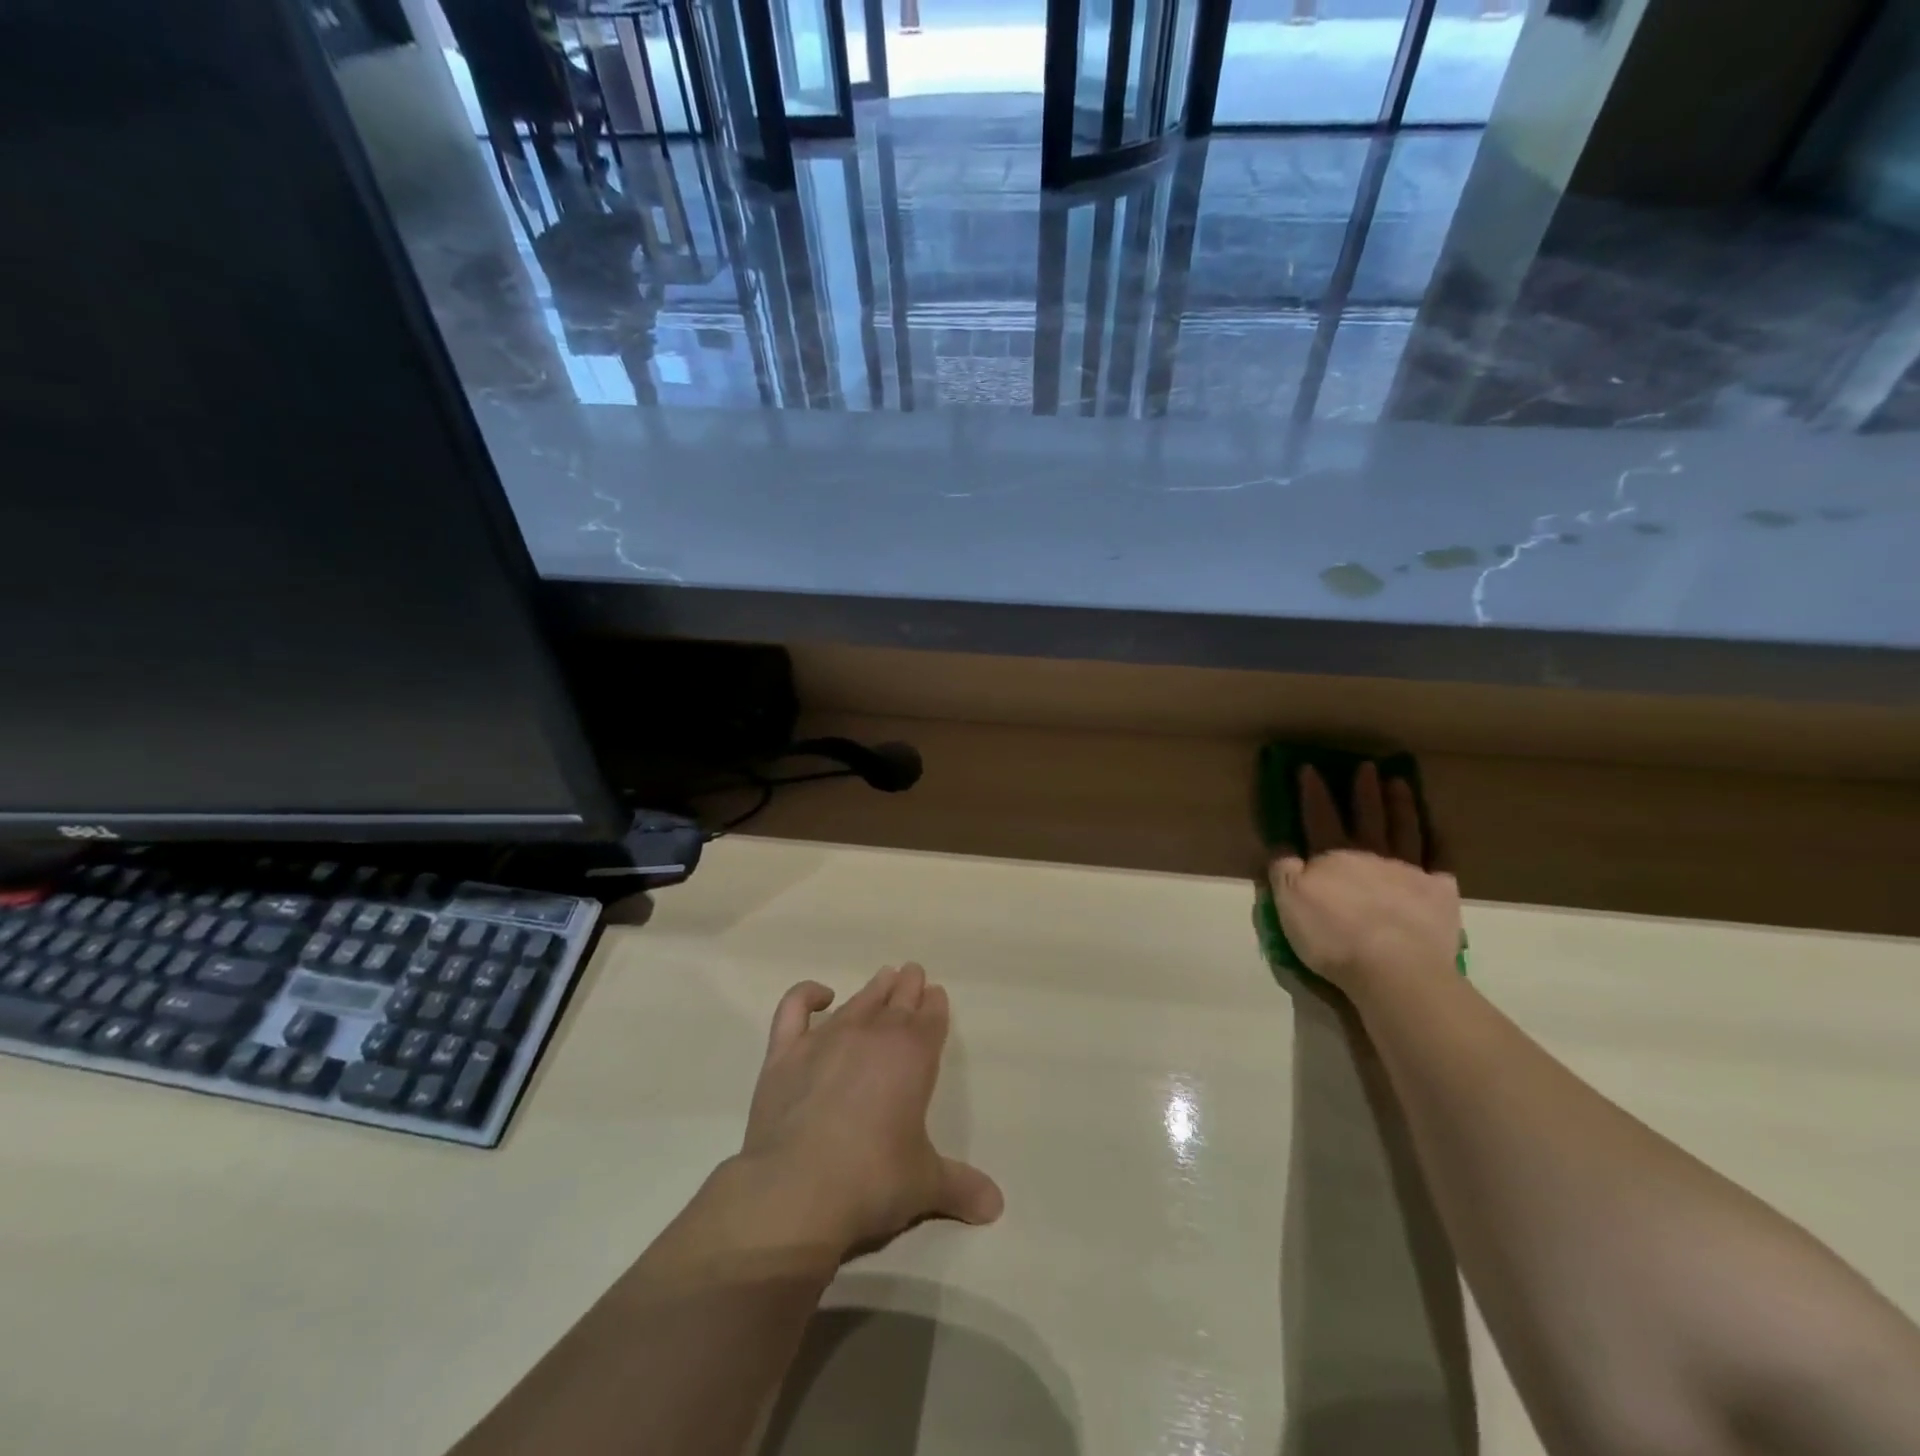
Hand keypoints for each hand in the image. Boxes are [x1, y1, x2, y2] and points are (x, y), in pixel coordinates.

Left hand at [737, 964, 1002, 1258]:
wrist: (797, 1188)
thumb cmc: (873, 1181)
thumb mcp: (925, 1184)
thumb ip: (960, 1186)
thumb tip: (996, 1206)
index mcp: (913, 1056)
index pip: (930, 1018)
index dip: (934, 1005)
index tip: (936, 993)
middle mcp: (873, 1035)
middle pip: (897, 1000)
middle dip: (908, 986)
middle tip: (913, 972)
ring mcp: (826, 1038)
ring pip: (857, 1001)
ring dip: (874, 988)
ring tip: (883, 977)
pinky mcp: (785, 1052)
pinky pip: (794, 1008)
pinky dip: (806, 995)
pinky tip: (819, 995)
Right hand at [1268, 761, 1461, 1002]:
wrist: (1394, 968)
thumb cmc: (1333, 935)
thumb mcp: (1289, 903)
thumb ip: (1283, 870)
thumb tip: (1281, 844)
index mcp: (1332, 855)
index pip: (1319, 815)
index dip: (1313, 791)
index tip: (1309, 767)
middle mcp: (1371, 853)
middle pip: (1367, 815)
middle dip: (1364, 790)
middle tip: (1367, 766)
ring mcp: (1409, 870)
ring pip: (1404, 829)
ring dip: (1401, 805)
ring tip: (1401, 783)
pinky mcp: (1440, 892)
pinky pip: (1441, 860)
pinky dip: (1440, 844)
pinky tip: (1439, 832)